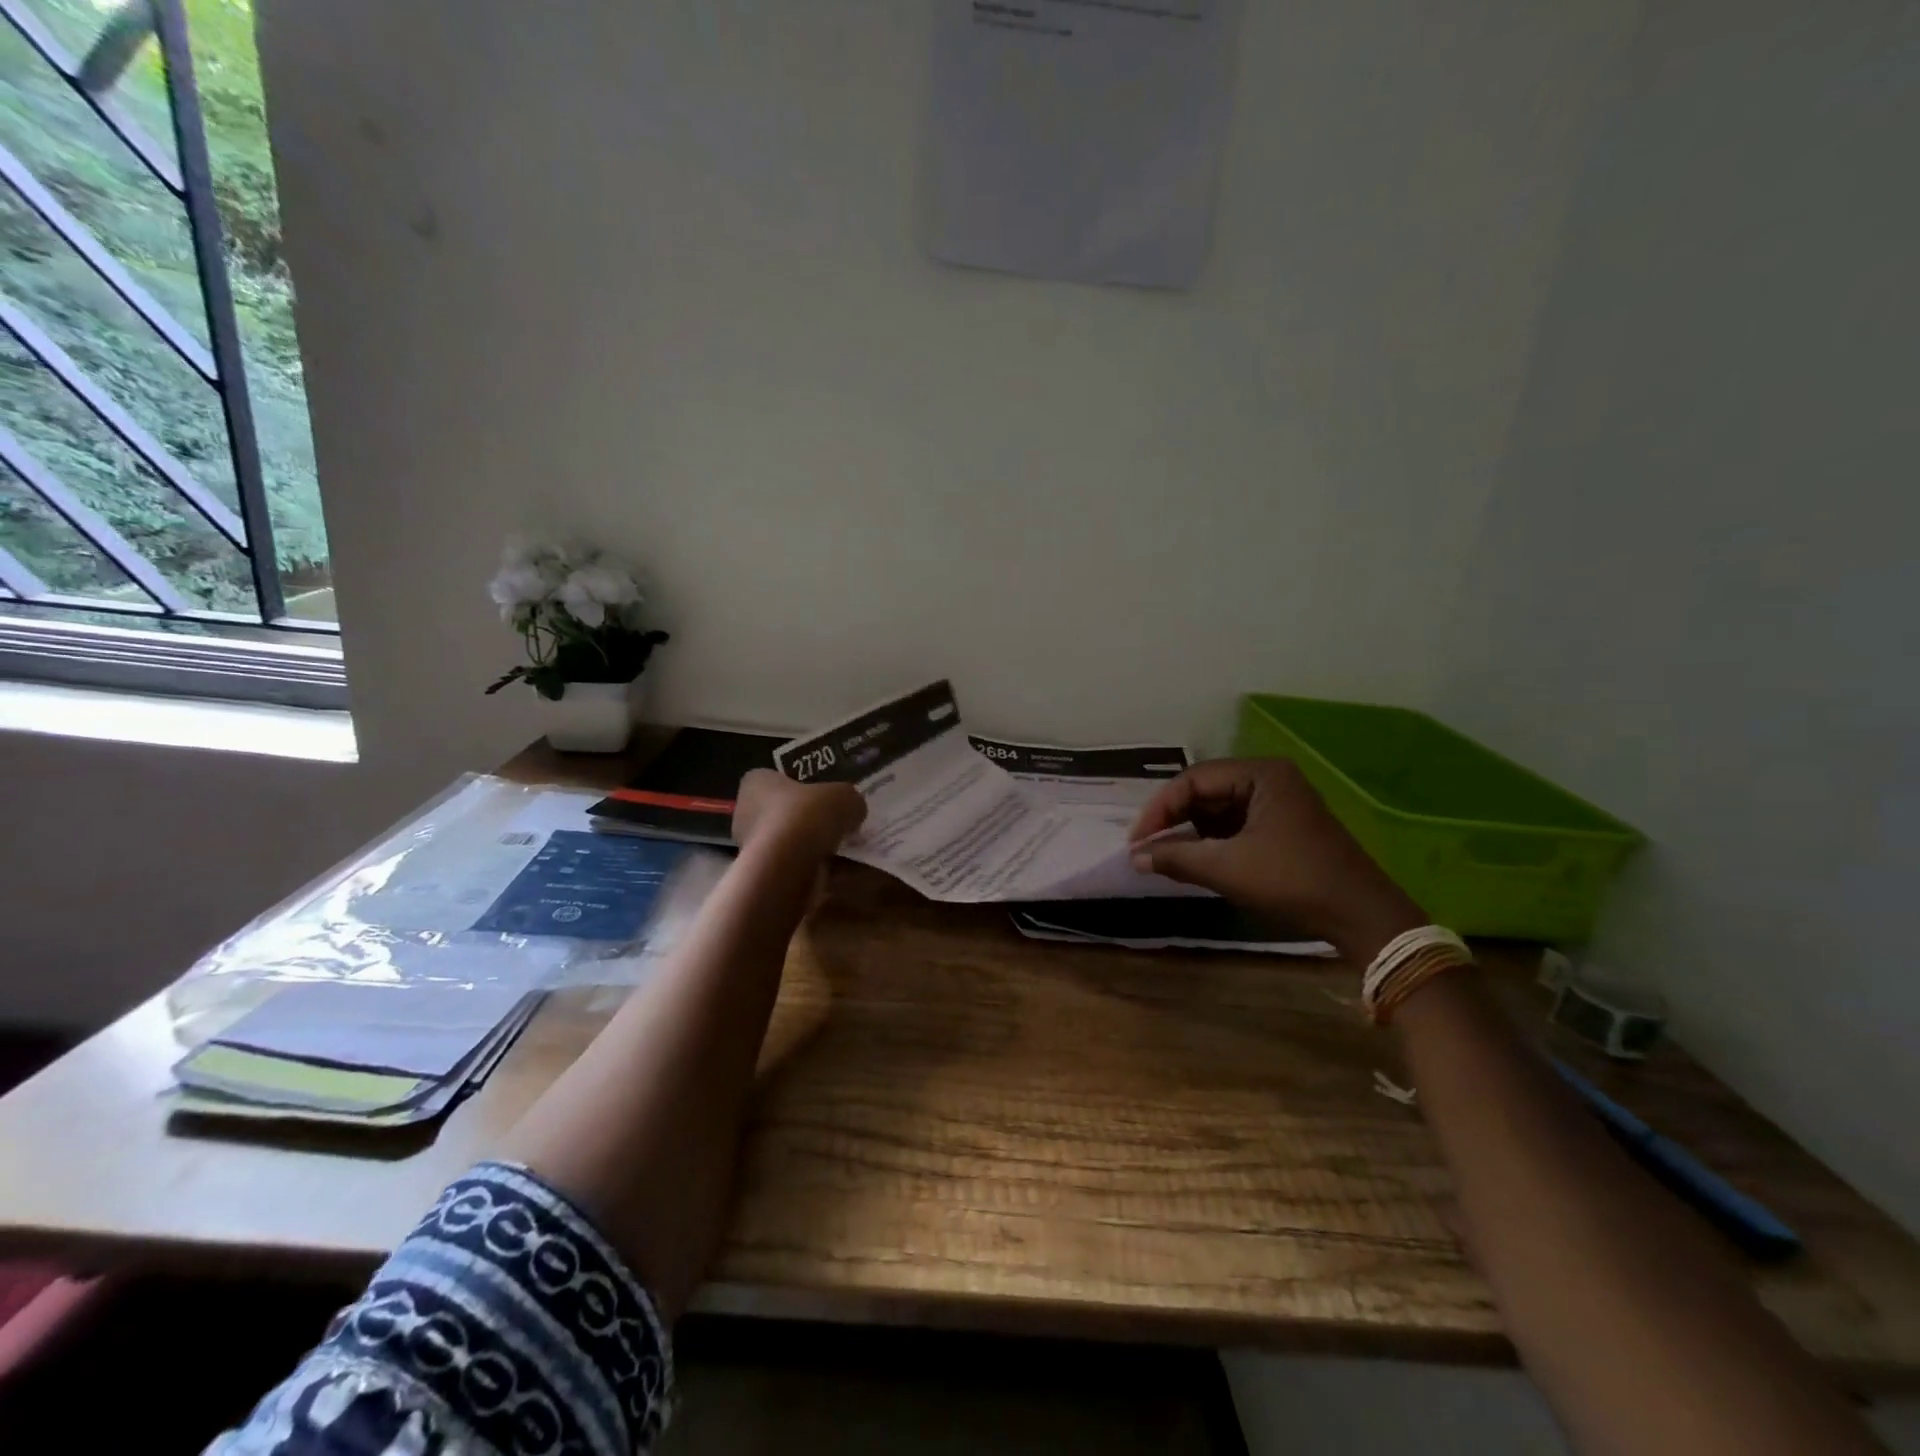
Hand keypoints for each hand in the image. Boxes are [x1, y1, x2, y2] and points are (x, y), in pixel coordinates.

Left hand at [732, 769, 866, 860]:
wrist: (787, 865)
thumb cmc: (806, 815)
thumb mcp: (843, 796)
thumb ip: (849, 800)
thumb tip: (854, 811)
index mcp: (756, 783)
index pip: (774, 778)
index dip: (798, 785)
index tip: (821, 794)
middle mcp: (747, 813)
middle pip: (782, 812)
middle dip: (809, 820)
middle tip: (838, 822)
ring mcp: (752, 847)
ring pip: (789, 842)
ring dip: (813, 846)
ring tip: (846, 849)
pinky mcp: (763, 875)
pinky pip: (794, 867)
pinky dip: (815, 869)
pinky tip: (840, 871)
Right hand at [1130, 758, 1424, 962]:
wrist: (1362, 916)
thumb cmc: (1293, 881)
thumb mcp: (1228, 869)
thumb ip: (1177, 857)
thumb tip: (1135, 857)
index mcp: (1260, 774)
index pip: (1193, 780)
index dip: (1159, 809)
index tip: (1137, 840)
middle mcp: (1268, 779)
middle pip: (1204, 791)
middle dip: (1173, 820)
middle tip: (1146, 848)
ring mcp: (1277, 802)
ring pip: (1217, 809)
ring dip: (1190, 832)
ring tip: (1164, 856)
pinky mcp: (1282, 826)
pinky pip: (1234, 825)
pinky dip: (1211, 841)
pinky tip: (1194, 860)